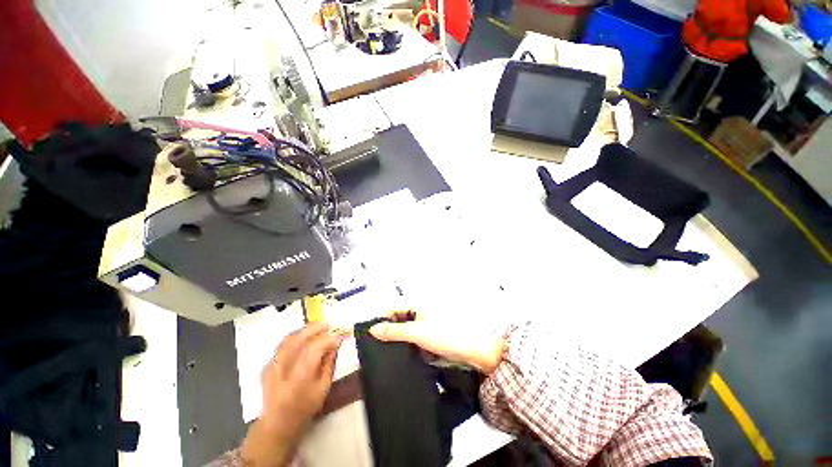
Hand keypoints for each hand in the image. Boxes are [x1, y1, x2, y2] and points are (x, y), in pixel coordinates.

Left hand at [242, 323, 345, 466]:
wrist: (276, 424)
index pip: (313, 349)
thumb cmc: (304, 409)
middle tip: (329, 324)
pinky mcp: (267, 365)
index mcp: (298, 380)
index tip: (340, 337)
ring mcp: (271, 367)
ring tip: (318, 328)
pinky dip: (296, 337)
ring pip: (288, 339)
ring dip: (305, 330)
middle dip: (315, 328)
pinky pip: (283, 344)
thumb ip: (329, 364)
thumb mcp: (323, 388)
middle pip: (297, 340)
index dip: (328, 340)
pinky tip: (305, 337)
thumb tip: (336, 343)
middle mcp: (282, 370)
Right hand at [369, 312, 506, 374]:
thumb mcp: (418, 333)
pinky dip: (403, 344)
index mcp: (417, 303)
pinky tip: (397, 354)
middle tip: (371, 346)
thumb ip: (395, 331)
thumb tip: (372, 329)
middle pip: (396, 317)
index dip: (379, 318)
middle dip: (385, 330)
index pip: (391, 307)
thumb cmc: (446, 336)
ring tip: (380, 352)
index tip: (366, 334)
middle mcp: (418, 310)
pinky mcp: (427, 335)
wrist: (473, 351)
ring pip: (402, 328)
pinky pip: (411, 337)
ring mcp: (423, 323)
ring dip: (393, 338)